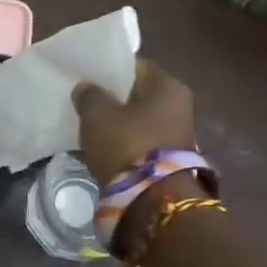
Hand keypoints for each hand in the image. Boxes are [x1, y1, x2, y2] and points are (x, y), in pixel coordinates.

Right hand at [72, 58, 196, 184]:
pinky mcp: (170, 159)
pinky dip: (124, 142)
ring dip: (118, 122)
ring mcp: (178, 134)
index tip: (88, 78)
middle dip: (114, 98)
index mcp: (168, 86)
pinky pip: (141, 141)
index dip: (110, 70)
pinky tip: (103, 147)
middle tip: (86, 102)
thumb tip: (87, 88)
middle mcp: (180, 105)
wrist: (152, 200)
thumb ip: (89, 95)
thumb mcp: (97, 114)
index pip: (135, 66)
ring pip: (139, 119)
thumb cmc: (126, 144)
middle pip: (139, 94)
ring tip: (90, 127)